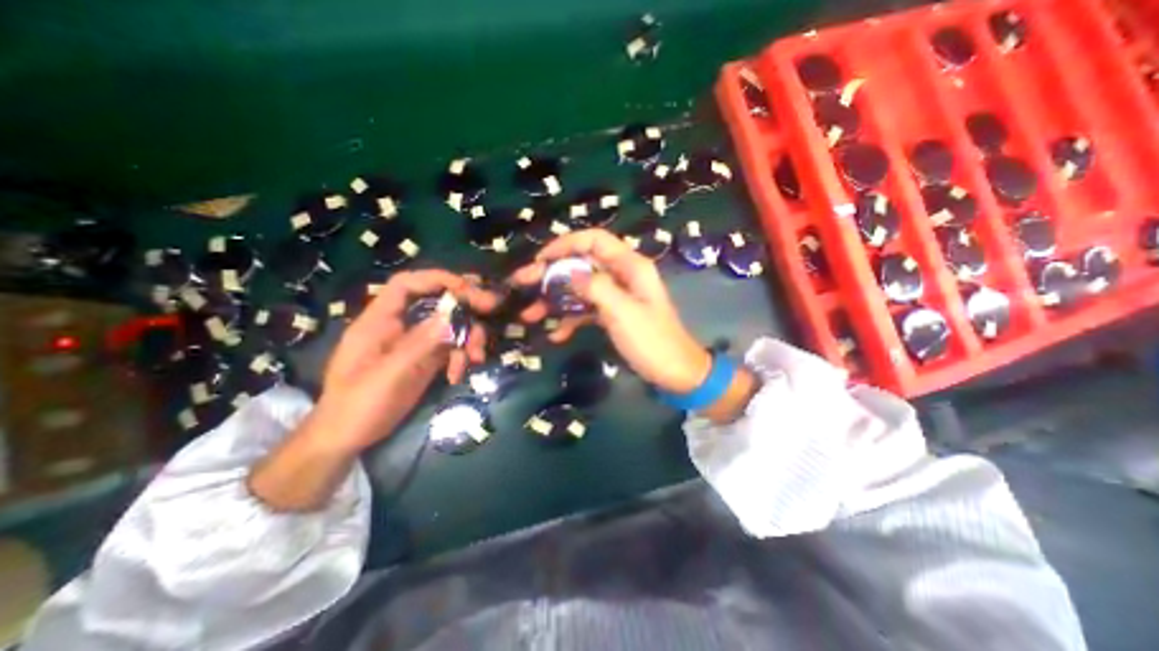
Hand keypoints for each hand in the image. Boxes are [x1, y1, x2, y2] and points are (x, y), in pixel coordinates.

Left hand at [314, 270, 497, 452]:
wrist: (348, 438)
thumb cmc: (359, 405)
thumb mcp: (391, 373)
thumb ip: (423, 343)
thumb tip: (453, 315)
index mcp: (380, 320)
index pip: (407, 284)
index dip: (437, 279)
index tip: (468, 288)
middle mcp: (400, 326)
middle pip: (437, 303)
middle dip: (464, 309)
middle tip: (492, 309)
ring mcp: (414, 343)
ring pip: (449, 327)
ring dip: (467, 339)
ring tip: (476, 358)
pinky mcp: (425, 359)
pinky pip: (450, 348)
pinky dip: (460, 358)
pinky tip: (459, 375)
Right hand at [511, 229, 710, 392]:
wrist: (676, 374)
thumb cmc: (653, 342)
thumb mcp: (623, 313)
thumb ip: (596, 288)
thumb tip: (568, 273)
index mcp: (630, 266)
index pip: (594, 240)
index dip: (566, 244)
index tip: (540, 260)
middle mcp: (622, 276)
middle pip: (582, 264)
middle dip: (552, 274)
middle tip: (523, 284)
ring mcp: (617, 296)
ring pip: (580, 288)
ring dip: (555, 299)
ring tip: (530, 314)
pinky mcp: (613, 314)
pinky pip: (586, 309)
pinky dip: (570, 319)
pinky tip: (556, 335)